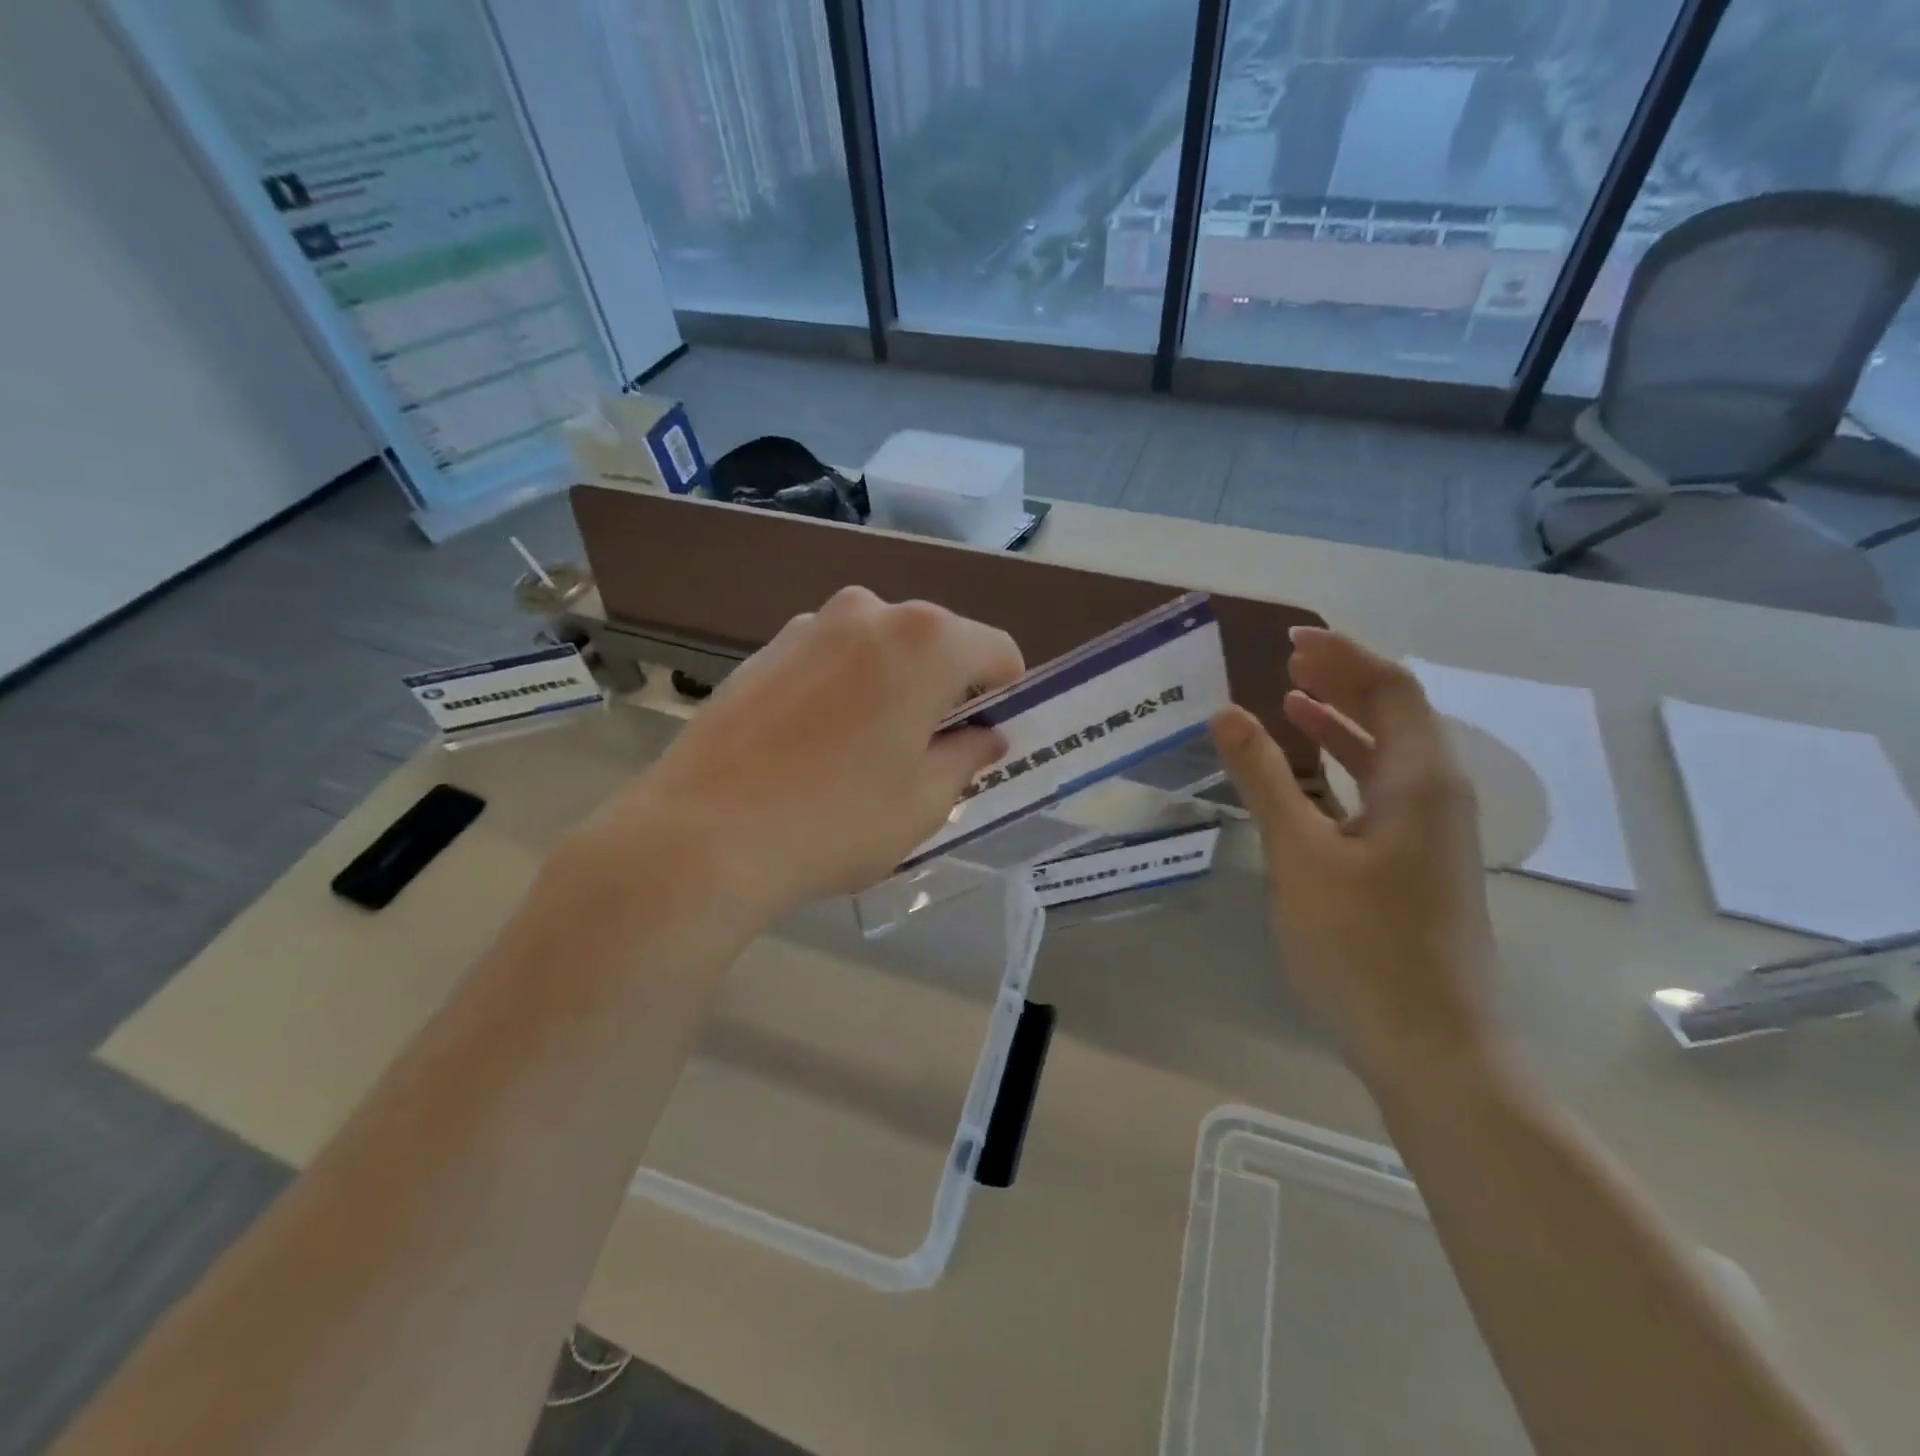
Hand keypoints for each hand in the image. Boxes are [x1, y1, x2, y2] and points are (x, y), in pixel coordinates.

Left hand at [592, 587, 1022, 921]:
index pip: (997, 652)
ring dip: (893, 688)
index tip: (987, 740)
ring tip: (865, 754)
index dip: (1004, 696)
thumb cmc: (837, 820)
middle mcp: (869, 612)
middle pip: (936, 643)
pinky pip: (830, 662)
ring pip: (880, 651)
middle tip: (929, 754)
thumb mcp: (925, 801)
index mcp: (926, 640)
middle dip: (946, 690)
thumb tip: (985, 736)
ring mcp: (809, 626)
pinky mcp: (764, 650)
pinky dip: (844, 690)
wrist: (702, 835)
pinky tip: (815, 748)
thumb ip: (967, 756)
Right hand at [1210, 627, 1497, 1082]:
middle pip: (1396, 714)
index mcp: (1421, 780)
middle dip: (1344, 679)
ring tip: (1291, 699)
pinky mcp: (1418, 861)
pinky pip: (1383, 789)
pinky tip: (1312, 771)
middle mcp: (1438, 794)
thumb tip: (1227, 712)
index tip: (1291, 640)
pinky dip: (1346, 765)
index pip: (1390, 689)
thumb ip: (1264, 777)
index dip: (1343, 656)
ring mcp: (1432, 831)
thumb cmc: (1362, 945)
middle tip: (1287, 660)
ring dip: (1344, 721)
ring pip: (1389, 753)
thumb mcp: (1299, 854)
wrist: (1429, 1045)